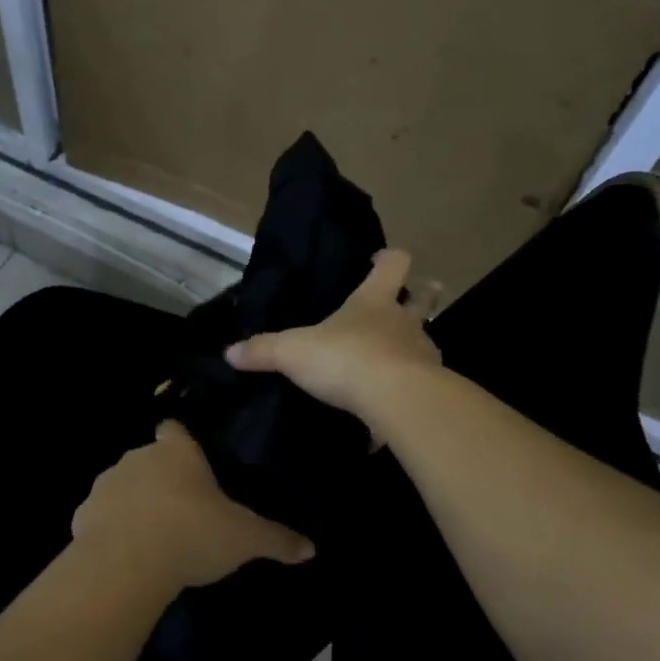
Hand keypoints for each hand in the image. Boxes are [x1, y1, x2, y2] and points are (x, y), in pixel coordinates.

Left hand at [71, 421, 314, 590]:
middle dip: (161, 478)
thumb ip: (276, 539)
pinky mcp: (83, 515)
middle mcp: (139, 457)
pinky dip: (109, 529)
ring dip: (134, 502)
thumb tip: (311, 548)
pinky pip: (100, 516)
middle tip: (181, 509)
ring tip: (152, 535)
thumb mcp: (244, 539)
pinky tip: (125, 554)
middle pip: (149, 458)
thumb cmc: (192, 534)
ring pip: (122, 485)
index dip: (182, 442)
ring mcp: (107, 484)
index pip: (175, 429)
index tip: (192, 461)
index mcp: (177, 452)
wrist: (127, 564)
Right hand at [224, 248, 440, 424]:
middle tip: (410, 298)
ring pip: (424, 339)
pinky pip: (421, 383)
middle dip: (421, 294)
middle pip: (424, 297)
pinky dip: (408, 388)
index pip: (394, 263)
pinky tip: (391, 402)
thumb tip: (229, 352)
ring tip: (393, 357)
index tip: (379, 260)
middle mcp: (404, 321)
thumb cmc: (345, 359)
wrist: (397, 401)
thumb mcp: (293, 353)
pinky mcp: (430, 388)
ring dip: (413, 343)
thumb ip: (263, 351)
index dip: (388, 258)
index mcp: (374, 300)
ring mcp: (423, 354)